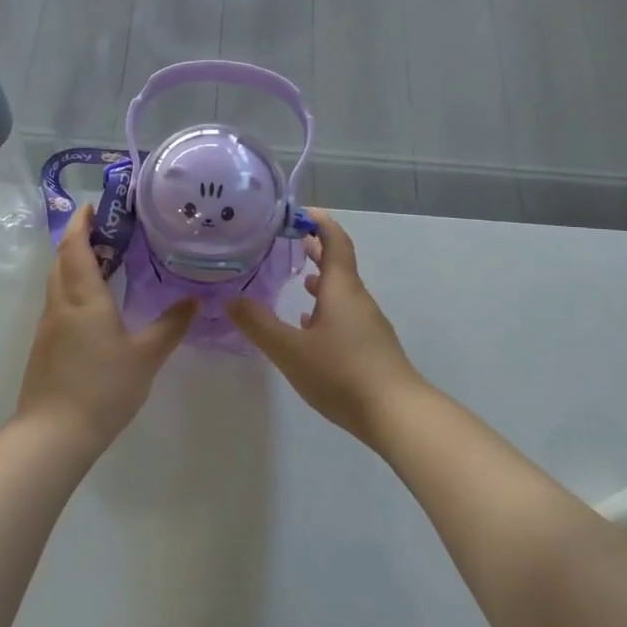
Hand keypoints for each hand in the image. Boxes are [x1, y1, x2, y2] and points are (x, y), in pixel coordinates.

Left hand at [17, 204, 195, 449]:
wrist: (53, 434)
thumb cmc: (103, 388)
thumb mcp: (146, 356)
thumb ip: (171, 325)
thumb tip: (197, 300)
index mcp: (84, 297)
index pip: (76, 246)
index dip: (82, 222)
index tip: (94, 205)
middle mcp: (61, 304)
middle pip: (62, 259)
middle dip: (79, 239)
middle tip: (108, 230)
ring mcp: (48, 326)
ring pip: (57, 281)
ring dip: (74, 263)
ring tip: (105, 261)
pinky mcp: (45, 346)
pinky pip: (58, 302)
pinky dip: (73, 288)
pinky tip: (95, 304)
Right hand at [229, 210, 424, 446]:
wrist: (396, 414)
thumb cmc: (342, 372)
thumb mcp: (290, 349)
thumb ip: (258, 324)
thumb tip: (229, 298)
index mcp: (341, 289)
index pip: (335, 241)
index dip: (319, 222)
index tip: (298, 212)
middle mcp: (357, 299)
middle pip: (338, 263)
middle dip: (315, 248)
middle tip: (287, 240)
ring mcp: (367, 323)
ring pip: (340, 290)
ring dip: (319, 279)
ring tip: (294, 278)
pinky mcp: (370, 346)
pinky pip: (344, 314)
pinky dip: (325, 307)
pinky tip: (308, 324)